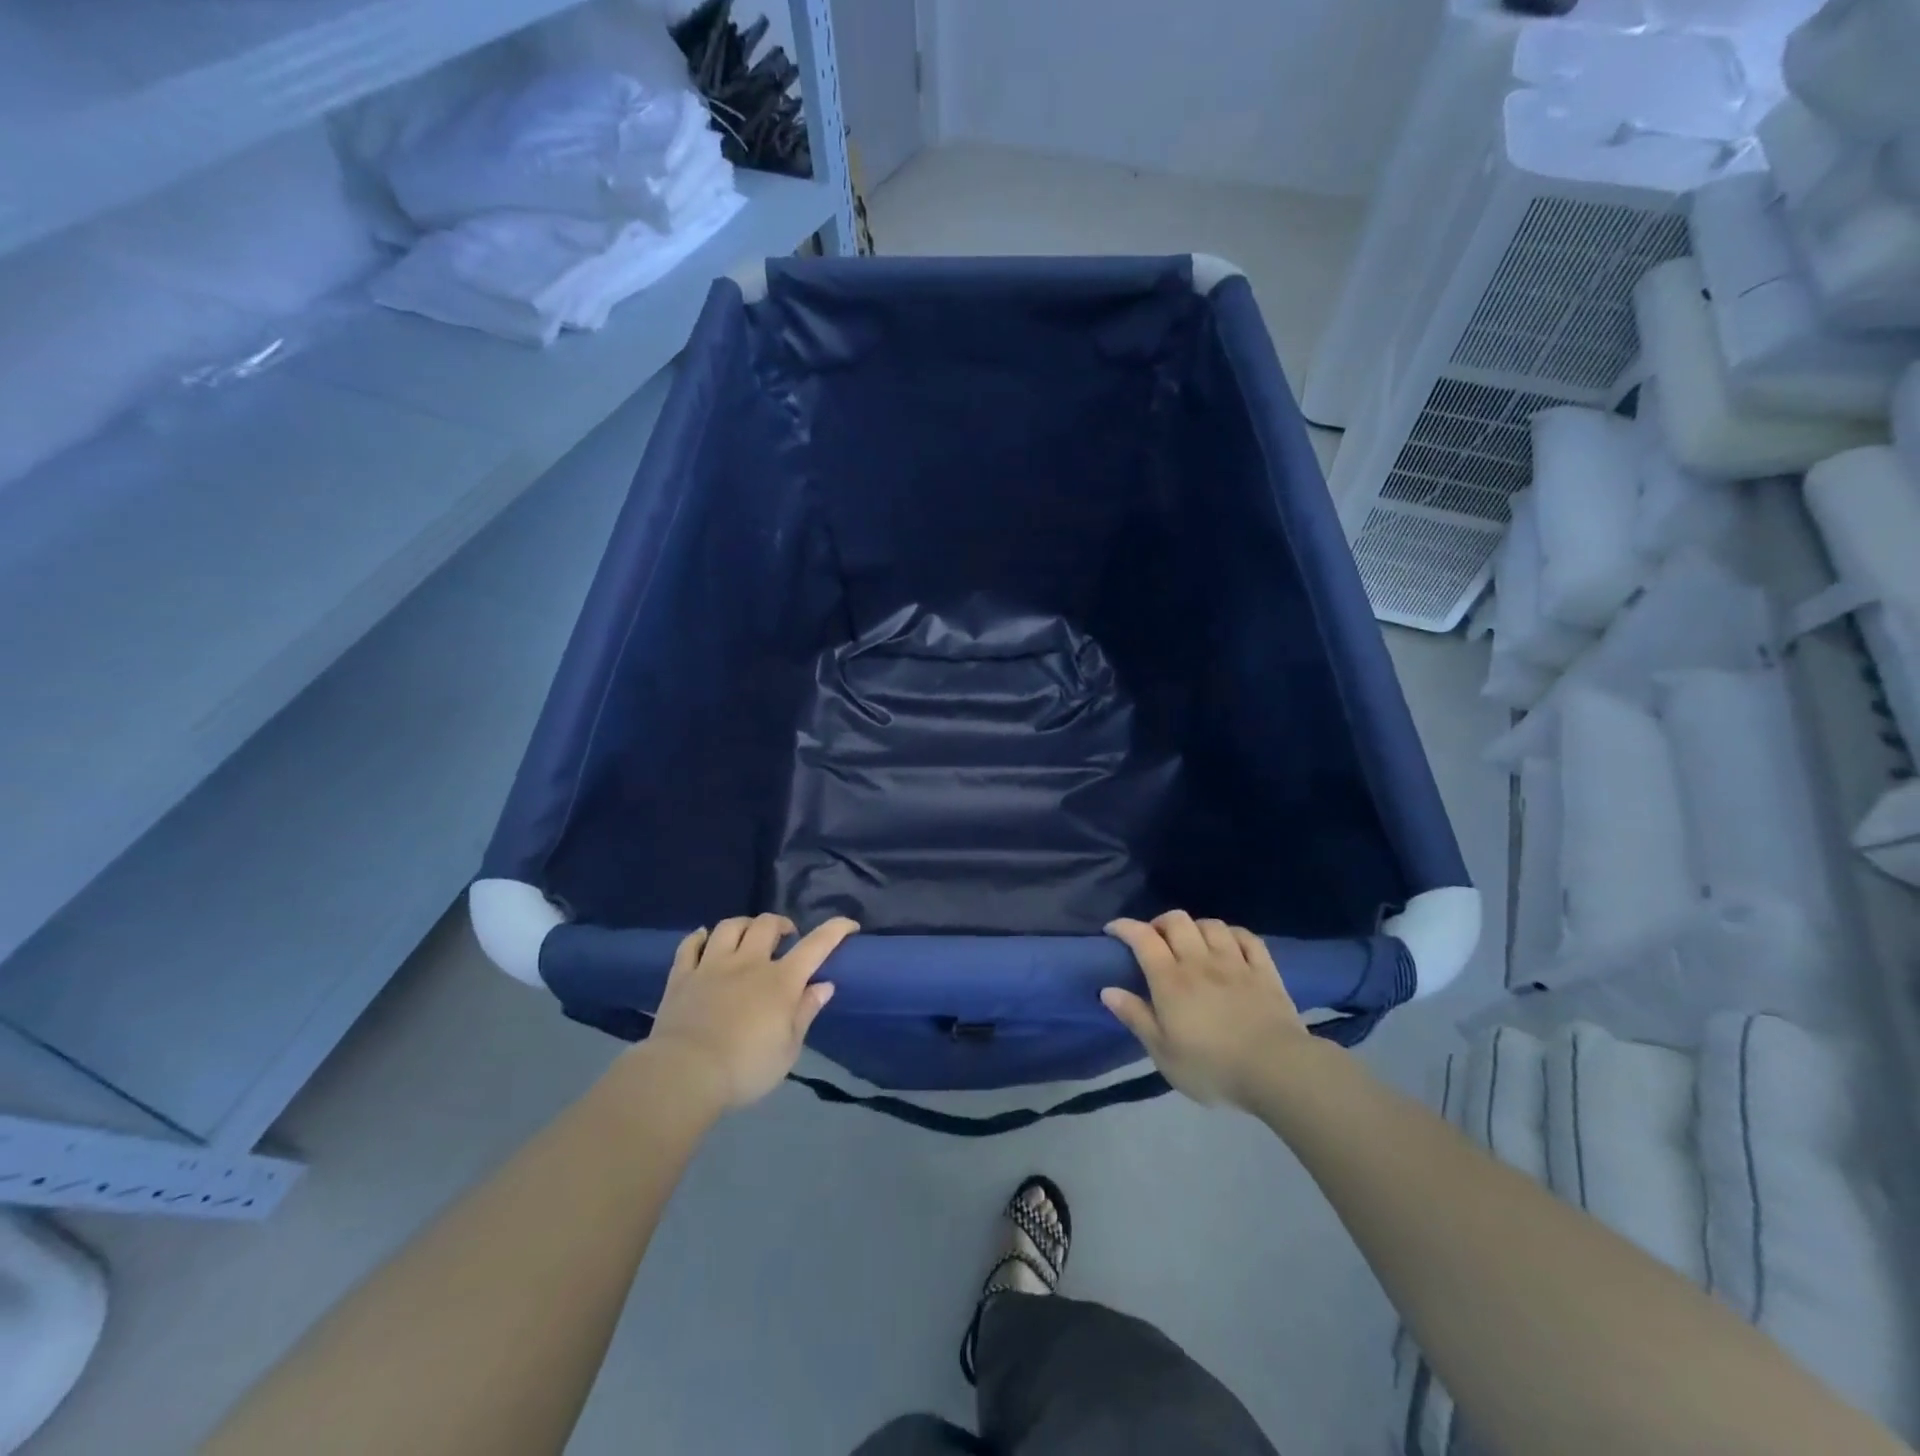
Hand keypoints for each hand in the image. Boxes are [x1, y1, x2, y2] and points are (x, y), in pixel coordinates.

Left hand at [646, 914, 857, 1109]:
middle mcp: (748, 963)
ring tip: (749, 935)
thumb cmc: (745, 1068)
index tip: (849, 925)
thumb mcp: (788, 1049)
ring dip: (744, 924)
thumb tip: (824, 985)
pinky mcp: (682, 976)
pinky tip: (704, 938)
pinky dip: (699, 937)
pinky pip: (690, 945)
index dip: (835, 929)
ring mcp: (712, 966)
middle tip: (786, 937)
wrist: (684, 1074)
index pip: (816, 945)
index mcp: (781, 981)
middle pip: (767, 924)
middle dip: (782, 924)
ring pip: (730, 926)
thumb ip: (805, 1012)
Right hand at [1101, 912, 1311, 1108]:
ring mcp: (1235, 963)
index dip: (1125, 927)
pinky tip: (1229, 944)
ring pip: (1211, 925)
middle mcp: (1200, 961)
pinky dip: (1232, 934)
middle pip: (1176, 921)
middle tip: (1154, 940)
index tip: (1112, 930)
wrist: (1276, 1070)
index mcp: (1171, 980)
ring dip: (1195, 927)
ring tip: (1191, 943)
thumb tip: (1107, 990)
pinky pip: (1247, 938)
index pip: (1142, 938)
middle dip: (1159, 923)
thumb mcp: (1163, 1052)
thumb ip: (1135, 1017)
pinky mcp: (1265, 971)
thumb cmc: (1212, 1067)